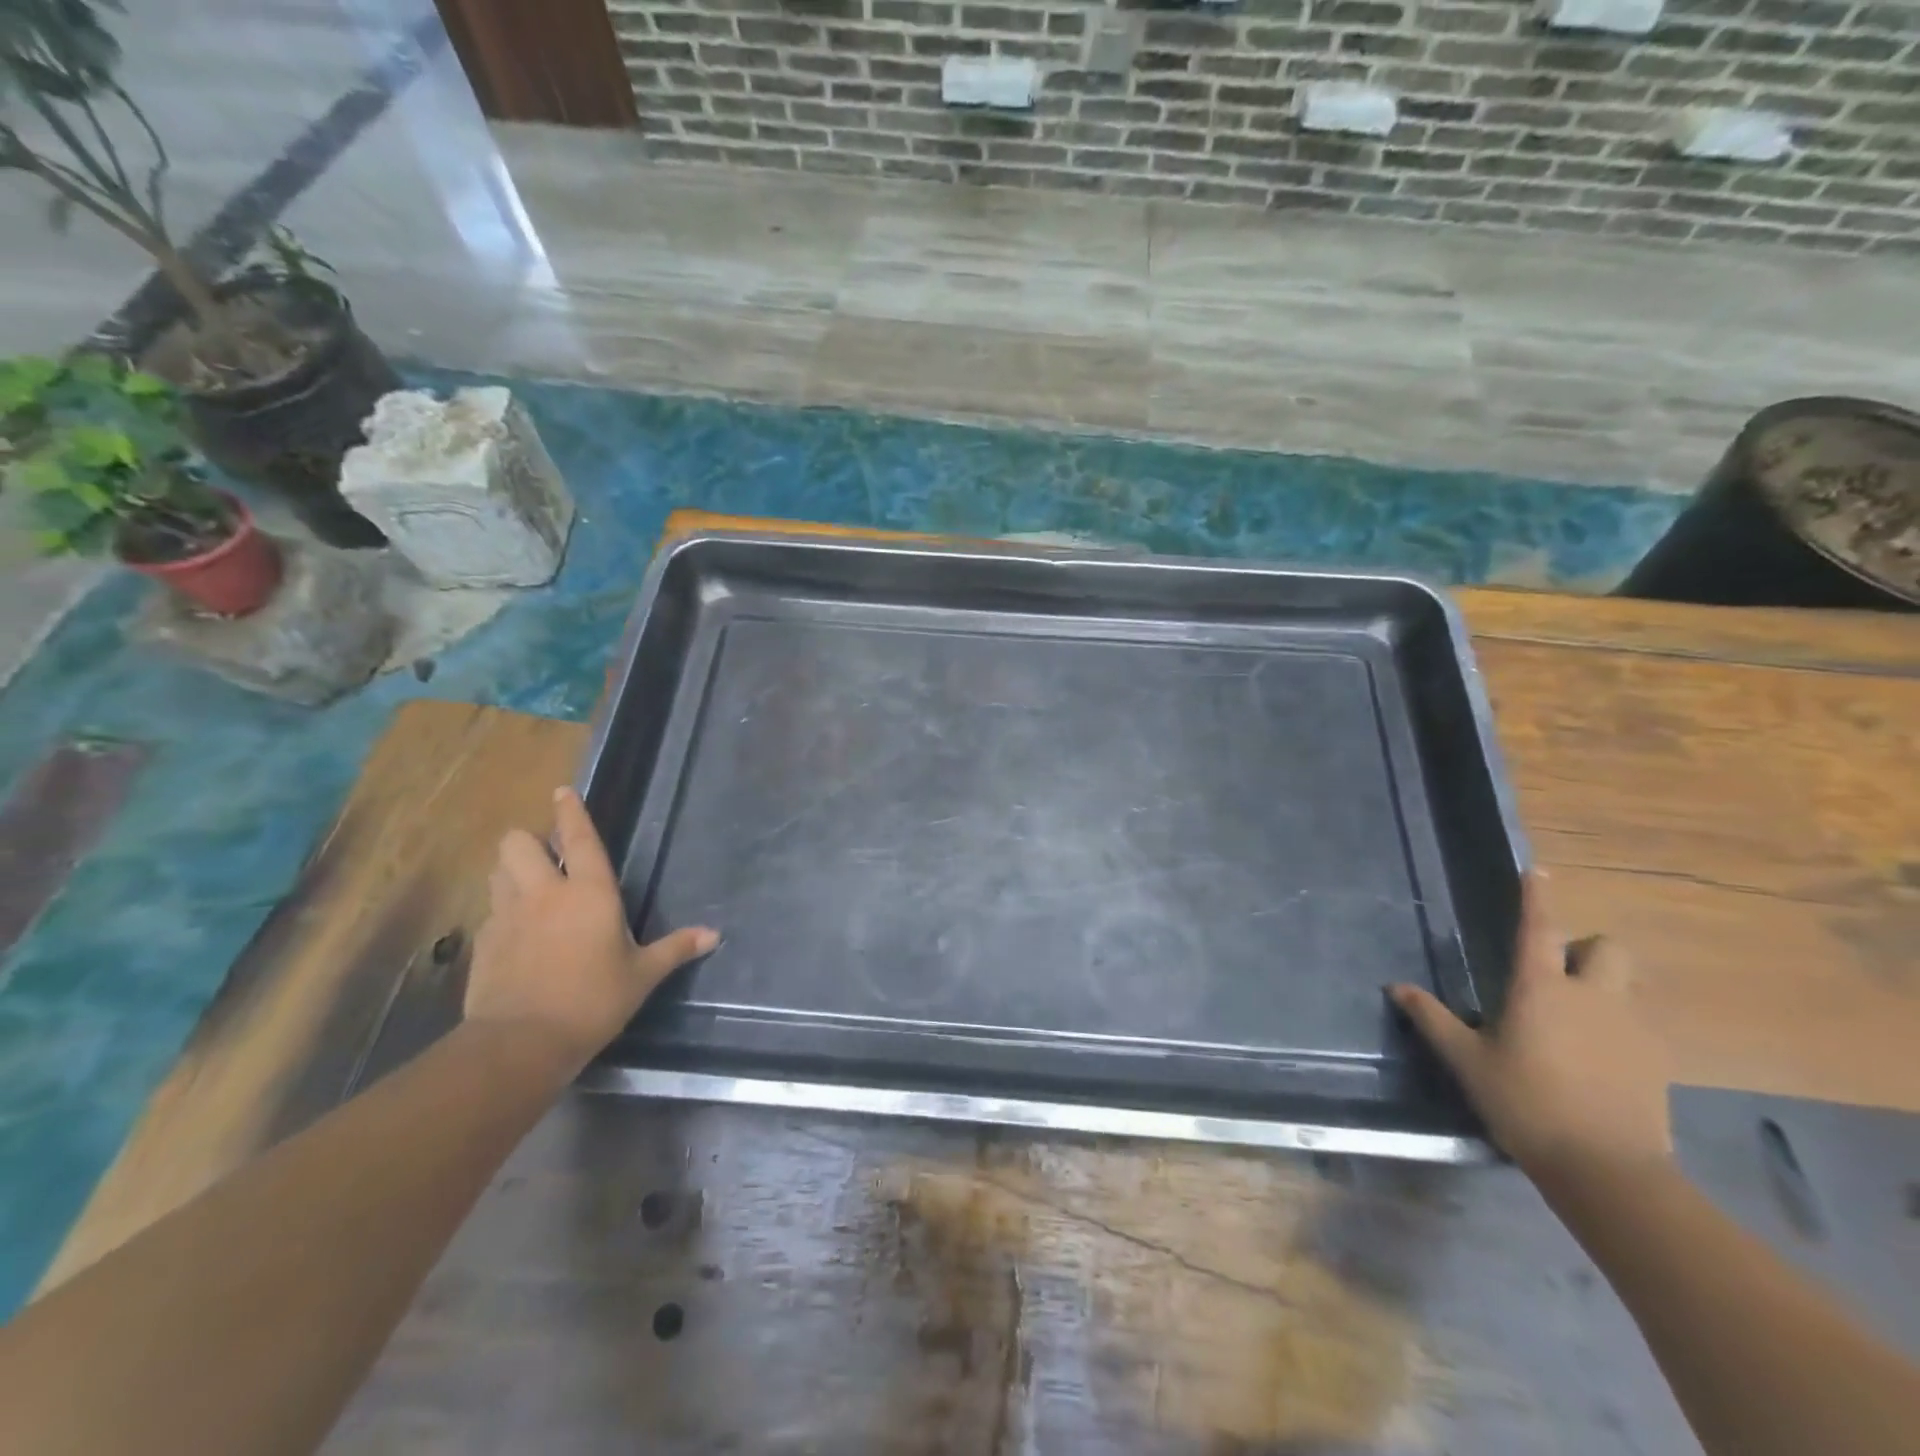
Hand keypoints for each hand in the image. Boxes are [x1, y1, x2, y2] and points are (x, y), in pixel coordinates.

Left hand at [465, 787, 717, 1074]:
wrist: (522, 1042)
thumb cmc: (594, 1000)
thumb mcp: (642, 975)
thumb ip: (676, 948)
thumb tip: (715, 935)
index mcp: (589, 892)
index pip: (578, 838)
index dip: (570, 811)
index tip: (561, 791)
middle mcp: (544, 893)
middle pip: (518, 843)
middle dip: (528, 842)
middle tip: (547, 859)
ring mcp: (508, 916)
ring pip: (497, 871)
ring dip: (510, 871)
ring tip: (527, 887)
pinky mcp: (483, 943)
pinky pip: (490, 911)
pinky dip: (501, 912)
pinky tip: (516, 935)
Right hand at [1390, 872, 1672, 1180]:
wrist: (1608, 1169)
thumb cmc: (1526, 1103)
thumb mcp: (1467, 1061)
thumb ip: (1432, 1019)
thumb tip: (1396, 987)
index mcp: (1540, 989)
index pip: (1538, 927)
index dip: (1536, 896)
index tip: (1537, 870)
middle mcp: (1591, 996)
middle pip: (1605, 947)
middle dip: (1583, 949)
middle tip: (1555, 973)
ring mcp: (1630, 1028)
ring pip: (1627, 983)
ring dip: (1604, 985)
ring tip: (1574, 1017)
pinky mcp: (1655, 1061)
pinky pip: (1638, 1023)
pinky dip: (1617, 1025)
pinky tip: (1594, 1057)